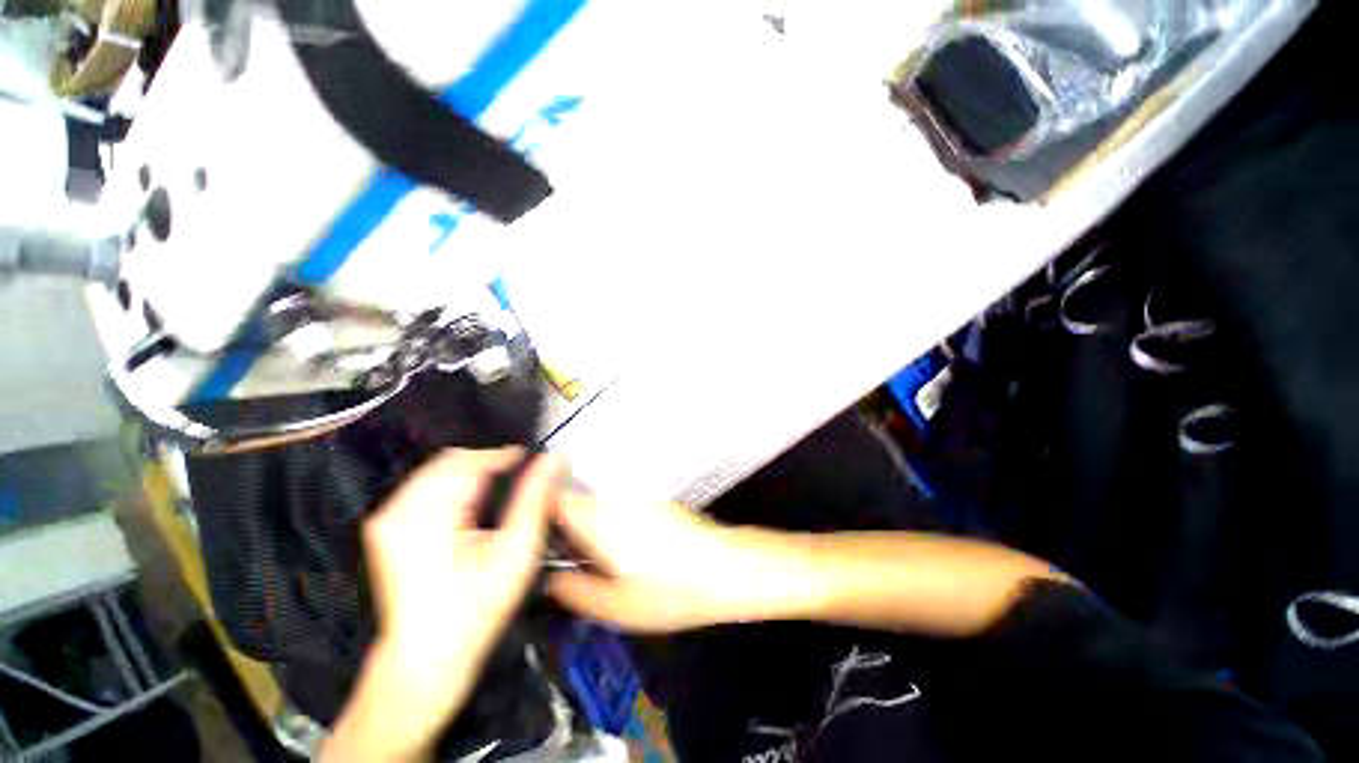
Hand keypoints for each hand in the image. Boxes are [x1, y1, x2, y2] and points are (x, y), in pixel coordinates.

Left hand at [323, 448, 561, 762]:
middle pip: (451, 461)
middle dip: (488, 463)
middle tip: (519, 481)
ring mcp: (385, 518)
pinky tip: (471, 508)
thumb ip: (533, 500)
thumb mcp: (515, 555)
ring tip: (499, 494)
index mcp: (429, 517)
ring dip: (472, 473)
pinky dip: (454, 486)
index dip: (505, 456)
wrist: (422, 662)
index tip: (533, 462)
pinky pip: (425, 486)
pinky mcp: (384, 527)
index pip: (470, 462)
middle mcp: (398, 510)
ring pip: (437, 470)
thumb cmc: (475, 611)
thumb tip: (551, 461)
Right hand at [547, 493, 793, 632]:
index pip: (553, 498)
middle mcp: (615, 499)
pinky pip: (619, 508)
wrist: (726, 568)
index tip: (527, 535)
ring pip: (598, 505)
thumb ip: (574, 590)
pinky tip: (623, 552)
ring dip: (587, 526)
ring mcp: (637, 498)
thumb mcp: (615, 606)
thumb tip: (550, 578)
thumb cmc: (669, 590)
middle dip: (561, 526)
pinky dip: (610, 525)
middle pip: (575, 501)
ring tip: (592, 561)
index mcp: (598, 520)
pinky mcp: (654, 502)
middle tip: (560, 559)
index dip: (535, 511)